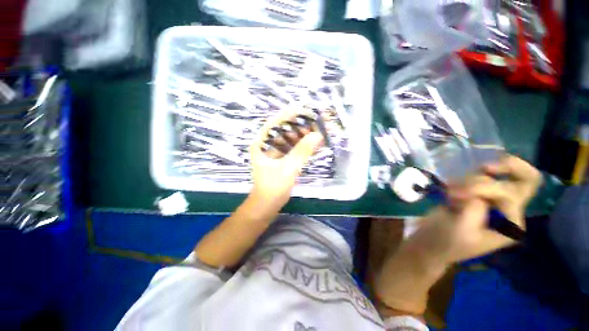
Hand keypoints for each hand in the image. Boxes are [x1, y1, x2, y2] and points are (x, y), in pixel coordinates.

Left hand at [249, 111, 322, 209]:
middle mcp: (266, 144)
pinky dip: (303, 145)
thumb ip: (302, 151)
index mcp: (261, 143)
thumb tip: (318, 135)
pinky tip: (313, 145)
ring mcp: (273, 151)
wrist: (267, 205)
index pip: (276, 122)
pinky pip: (292, 147)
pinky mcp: (280, 158)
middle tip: (318, 125)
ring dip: (304, 135)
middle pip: (284, 129)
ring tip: (318, 135)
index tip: (308, 112)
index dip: (292, 115)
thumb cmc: (272, 187)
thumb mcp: (288, 168)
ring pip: (290, 138)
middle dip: (301, 126)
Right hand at [374, 156, 541, 314]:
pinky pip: (476, 177)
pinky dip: (463, 179)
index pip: (509, 194)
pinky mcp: (474, 196)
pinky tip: (450, 190)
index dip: (484, 189)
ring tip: (451, 192)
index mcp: (511, 224)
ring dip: (471, 179)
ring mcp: (491, 201)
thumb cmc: (445, 241)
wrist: (428, 243)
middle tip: (484, 167)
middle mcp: (507, 210)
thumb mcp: (461, 228)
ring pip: (493, 175)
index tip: (455, 194)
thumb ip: (474, 207)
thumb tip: (473, 191)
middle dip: (506, 167)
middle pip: (524, 179)